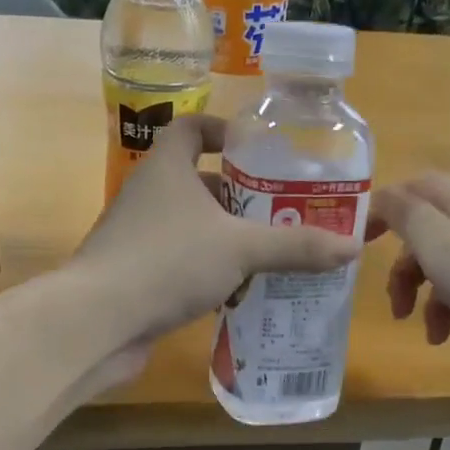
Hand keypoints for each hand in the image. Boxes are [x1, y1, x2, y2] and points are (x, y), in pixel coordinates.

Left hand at [67, 115, 360, 376]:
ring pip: (190, 229)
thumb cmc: (168, 262)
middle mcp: (147, 196)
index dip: (224, 132)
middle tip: (282, 215)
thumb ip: (295, 247)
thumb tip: (352, 247)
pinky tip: (235, 295)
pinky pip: (178, 265)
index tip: (258, 151)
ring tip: (269, 258)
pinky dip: (206, 274)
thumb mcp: (241, 249)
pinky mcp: (133, 276)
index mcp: (166, 168)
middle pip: (198, 184)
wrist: (98, 321)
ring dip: (226, 241)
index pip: (191, 129)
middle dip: (240, 199)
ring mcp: (135, 238)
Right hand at [368, 172, 449, 375]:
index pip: (414, 190)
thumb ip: (407, 217)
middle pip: (433, 238)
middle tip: (399, 310)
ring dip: (441, 308)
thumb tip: (382, 194)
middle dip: (410, 275)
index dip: (384, 209)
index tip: (361, 244)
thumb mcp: (441, 245)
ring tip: (438, 341)